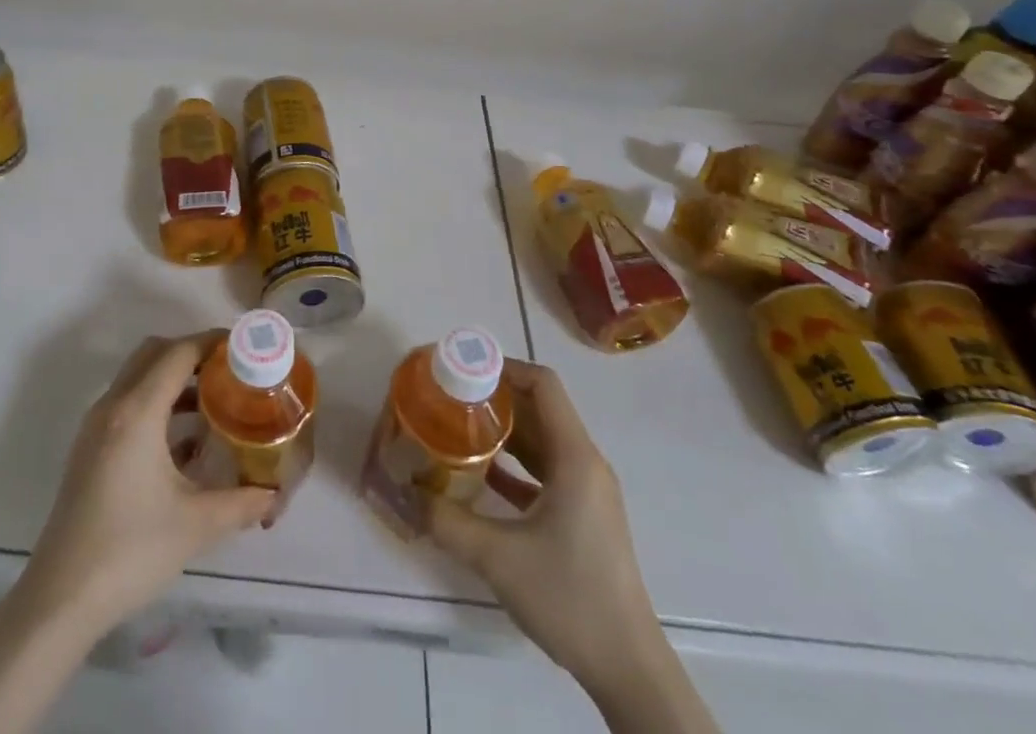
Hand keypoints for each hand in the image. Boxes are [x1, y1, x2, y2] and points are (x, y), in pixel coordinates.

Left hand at [19, 332, 274, 641]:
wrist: (60, 600)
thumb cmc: (130, 552)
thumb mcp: (196, 525)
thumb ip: (241, 503)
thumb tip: (273, 495)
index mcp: (137, 412)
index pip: (179, 353)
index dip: (212, 342)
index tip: (244, 348)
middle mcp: (113, 406)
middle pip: (155, 353)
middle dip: (192, 353)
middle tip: (229, 371)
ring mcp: (96, 426)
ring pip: (138, 376)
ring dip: (173, 378)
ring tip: (215, 401)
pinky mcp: (90, 448)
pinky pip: (128, 402)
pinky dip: (157, 402)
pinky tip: (184, 440)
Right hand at [425, 361, 661, 687]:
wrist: (627, 668)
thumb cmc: (569, 597)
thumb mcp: (498, 558)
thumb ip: (448, 522)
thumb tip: (408, 495)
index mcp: (574, 457)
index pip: (543, 385)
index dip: (504, 367)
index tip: (464, 371)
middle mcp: (585, 463)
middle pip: (540, 409)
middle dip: (495, 398)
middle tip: (450, 398)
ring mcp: (587, 491)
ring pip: (542, 441)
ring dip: (503, 431)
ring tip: (458, 428)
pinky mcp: (583, 516)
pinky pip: (545, 472)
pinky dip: (514, 464)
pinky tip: (480, 475)